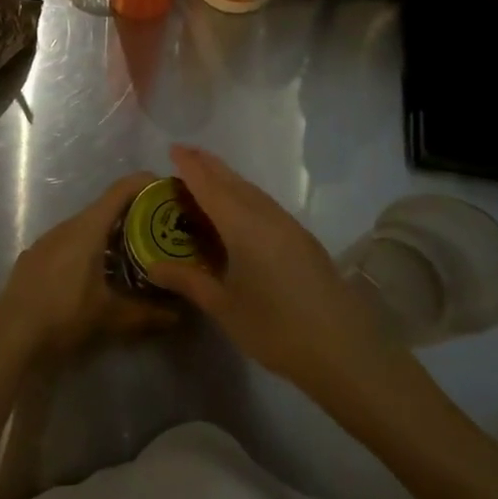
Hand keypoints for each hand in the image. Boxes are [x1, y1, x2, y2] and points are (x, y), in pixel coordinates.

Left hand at [0, 172, 175, 360]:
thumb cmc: (64, 315)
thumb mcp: (111, 317)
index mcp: (87, 228)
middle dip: (134, 214)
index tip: (168, 189)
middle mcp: (67, 225)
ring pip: (86, 226)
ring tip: (133, 252)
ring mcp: (47, 240)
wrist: (10, 335)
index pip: (121, 190)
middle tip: (160, 229)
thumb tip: (180, 315)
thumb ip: (148, 314)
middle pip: (105, 207)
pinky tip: (97, 272)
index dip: (146, 183)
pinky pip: (69, 242)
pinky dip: (89, 248)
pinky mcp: (35, 257)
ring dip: (110, 233)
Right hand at [148, 144, 385, 397]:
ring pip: (252, 191)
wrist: (344, 350)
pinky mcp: (303, 239)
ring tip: (207, 177)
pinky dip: (244, 195)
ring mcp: (289, 225)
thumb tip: (153, 266)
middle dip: (208, 164)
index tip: (172, 148)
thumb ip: (188, 281)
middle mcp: (266, 215)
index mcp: (243, 225)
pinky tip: (239, 209)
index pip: (210, 186)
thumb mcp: (224, 307)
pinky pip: (265, 204)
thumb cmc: (276, 328)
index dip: (190, 166)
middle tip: (185, 153)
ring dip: (228, 179)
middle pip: (233, 181)